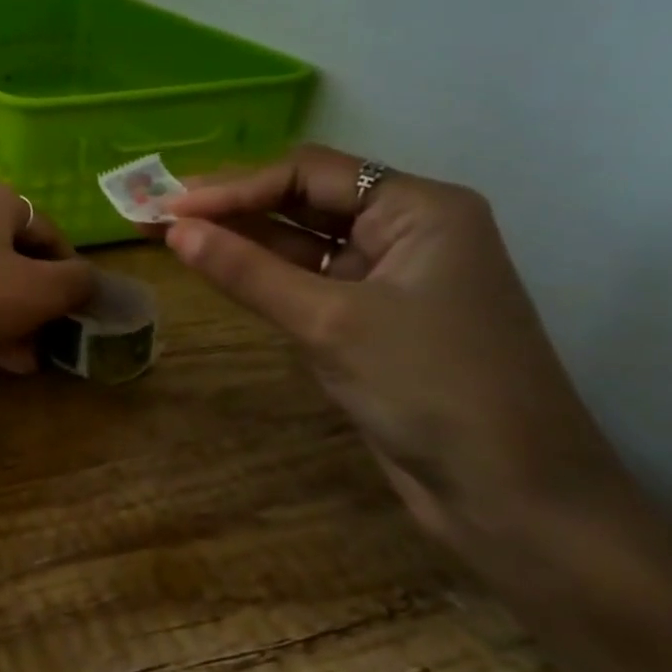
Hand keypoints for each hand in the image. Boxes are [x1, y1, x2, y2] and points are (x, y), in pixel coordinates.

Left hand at [0, 181, 94, 372]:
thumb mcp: (38, 291)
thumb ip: (76, 284)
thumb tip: (86, 281)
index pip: (50, 235)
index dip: (69, 277)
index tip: (74, 316)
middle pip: (13, 257)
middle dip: (34, 302)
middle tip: (47, 340)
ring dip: (6, 316)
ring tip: (23, 357)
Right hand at [162, 145, 624, 552]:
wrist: (513, 498)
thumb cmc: (431, 389)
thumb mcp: (330, 322)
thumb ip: (247, 271)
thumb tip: (174, 231)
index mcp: (420, 208)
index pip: (309, 173)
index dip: (234, 186)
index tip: (170, 207)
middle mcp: (406, 231)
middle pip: (303, 201)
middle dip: (231, 207)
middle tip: (158, 213)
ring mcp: (389, 277)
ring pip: (300, 243)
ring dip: (240, 240)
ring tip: (170, 235)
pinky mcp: (371, 320)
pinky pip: (306, 282)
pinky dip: (262, 276)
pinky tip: (216, 269)